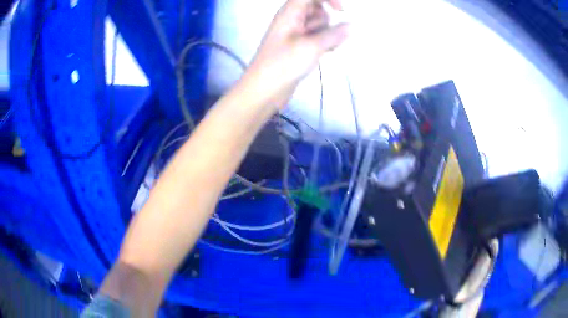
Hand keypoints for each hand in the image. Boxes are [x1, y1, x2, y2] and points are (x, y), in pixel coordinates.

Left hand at [244, 0, 348, 108]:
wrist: (264, 90)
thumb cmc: (284, 64)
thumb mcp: (312, 47)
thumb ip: (334, 34)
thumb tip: (351, 26)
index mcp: (290, 13)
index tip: (340, 11)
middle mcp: (292, 19)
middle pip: (316, 9)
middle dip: (327, 19)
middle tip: (328, 36)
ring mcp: (295, 33)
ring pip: (318, 24)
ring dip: (328, 33)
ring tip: (327, 48)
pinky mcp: (298, 46)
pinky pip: (316, 36)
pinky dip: (324, 41)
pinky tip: (327, 52)